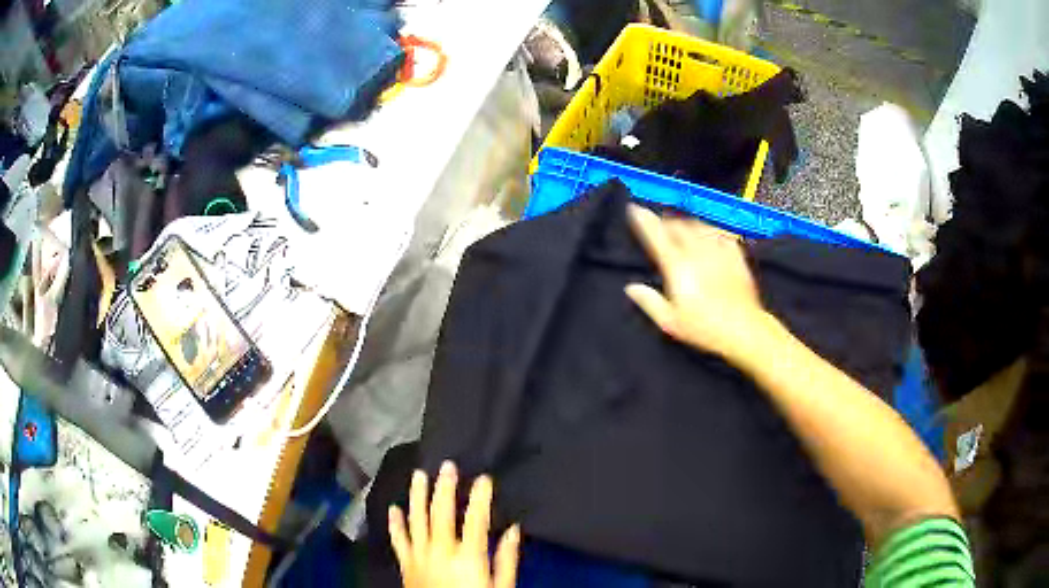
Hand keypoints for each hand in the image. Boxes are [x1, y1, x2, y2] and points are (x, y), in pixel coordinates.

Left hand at [389, 461, 519, 587]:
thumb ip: (507, 559)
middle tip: (447, 466)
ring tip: (419, 475)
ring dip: (417, 496)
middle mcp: (440, 551)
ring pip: (416, 520)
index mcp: (468, 556)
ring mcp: (419, 556)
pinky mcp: (406, 564)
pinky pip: (398, 540)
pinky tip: (393, 509)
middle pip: (441, 513)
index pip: (475, 519)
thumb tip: (514, 530)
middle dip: (444, 487)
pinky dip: (395, 524)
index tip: (484, 477)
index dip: (480, 497)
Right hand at [625, 204, 768, 360]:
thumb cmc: (704, 328)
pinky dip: (711, 229)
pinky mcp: (735, 254)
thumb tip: (631, 288)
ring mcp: (718, 250)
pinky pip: (720, 233)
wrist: (744, 328)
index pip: (656, 235)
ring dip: (686, 222)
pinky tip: (710, 234)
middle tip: (659, 224)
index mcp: (677, 266)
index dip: (643, 220)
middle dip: (665, 221)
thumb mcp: (670, 322)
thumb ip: (649, 301)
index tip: (635, 209)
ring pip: (698, 224)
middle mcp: (697, 251)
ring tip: (681, 226)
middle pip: (677, 225)